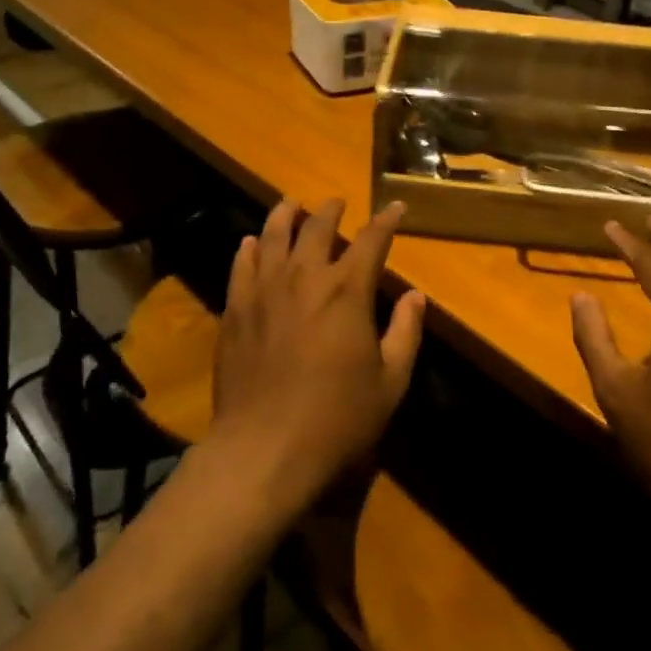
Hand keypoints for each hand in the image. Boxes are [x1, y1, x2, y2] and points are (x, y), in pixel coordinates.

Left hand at [210, 198, 425, 506]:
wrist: (263, 449)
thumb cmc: (337, 419)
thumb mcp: (390, 382)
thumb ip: (405, 333)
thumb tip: (416, 297)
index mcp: (347, 291)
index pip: (372, 240)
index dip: (386, 220)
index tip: (396, 207)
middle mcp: (305, 278)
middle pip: (317, 227)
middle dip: (330, 210)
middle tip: (336, 202)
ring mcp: (264, 291)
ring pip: (273, 236)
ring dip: (285, 215)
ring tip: (291, 203)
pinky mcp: (235, 310)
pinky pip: (241, 266)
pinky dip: (249, 248)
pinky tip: (251, 243)